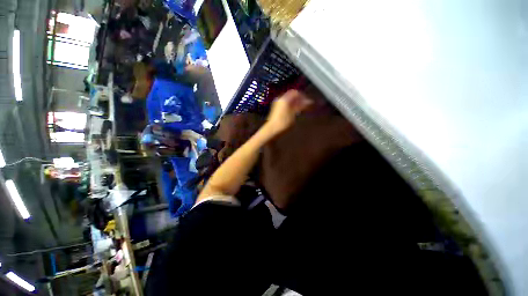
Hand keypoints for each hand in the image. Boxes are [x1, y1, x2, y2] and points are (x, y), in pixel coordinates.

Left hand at [264, 90, 312, 136]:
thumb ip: (302, 106)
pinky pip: (286, 105)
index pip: (296, 93)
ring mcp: (277, 104)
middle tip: (306, 106)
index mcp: (285, 98)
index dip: (303, 96)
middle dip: (300, 100)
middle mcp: (280, 99)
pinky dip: (292, 107)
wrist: (272, 130)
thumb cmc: (283, 122)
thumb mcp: (294, 114)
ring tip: (302, 110)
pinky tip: (295, 113)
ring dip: (296, 104)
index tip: (309, 102)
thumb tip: (310, 102)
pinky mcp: (277, 110)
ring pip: (289, 101)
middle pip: (292, 96)